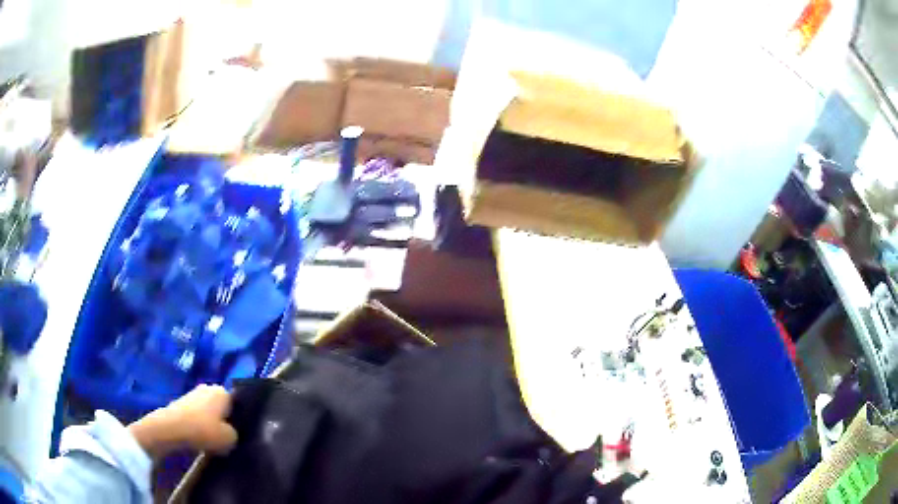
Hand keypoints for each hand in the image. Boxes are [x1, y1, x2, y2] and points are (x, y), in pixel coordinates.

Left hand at [128, 384, 237, 458]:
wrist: (171, 428)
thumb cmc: (203, 430)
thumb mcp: (230, 439)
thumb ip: (236, 434)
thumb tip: (232, 433)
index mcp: (223, 391)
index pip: (238, 404)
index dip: (240, 419)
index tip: (240, 433)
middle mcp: (209, 388)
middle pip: (222, 406)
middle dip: (224, 420)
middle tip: (227, 438)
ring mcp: (193, 393)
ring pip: (209, 411)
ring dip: (210, 423)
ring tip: (213, 440)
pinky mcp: (181, 402)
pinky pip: (197, 415)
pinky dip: (199, 425)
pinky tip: (200, 437)